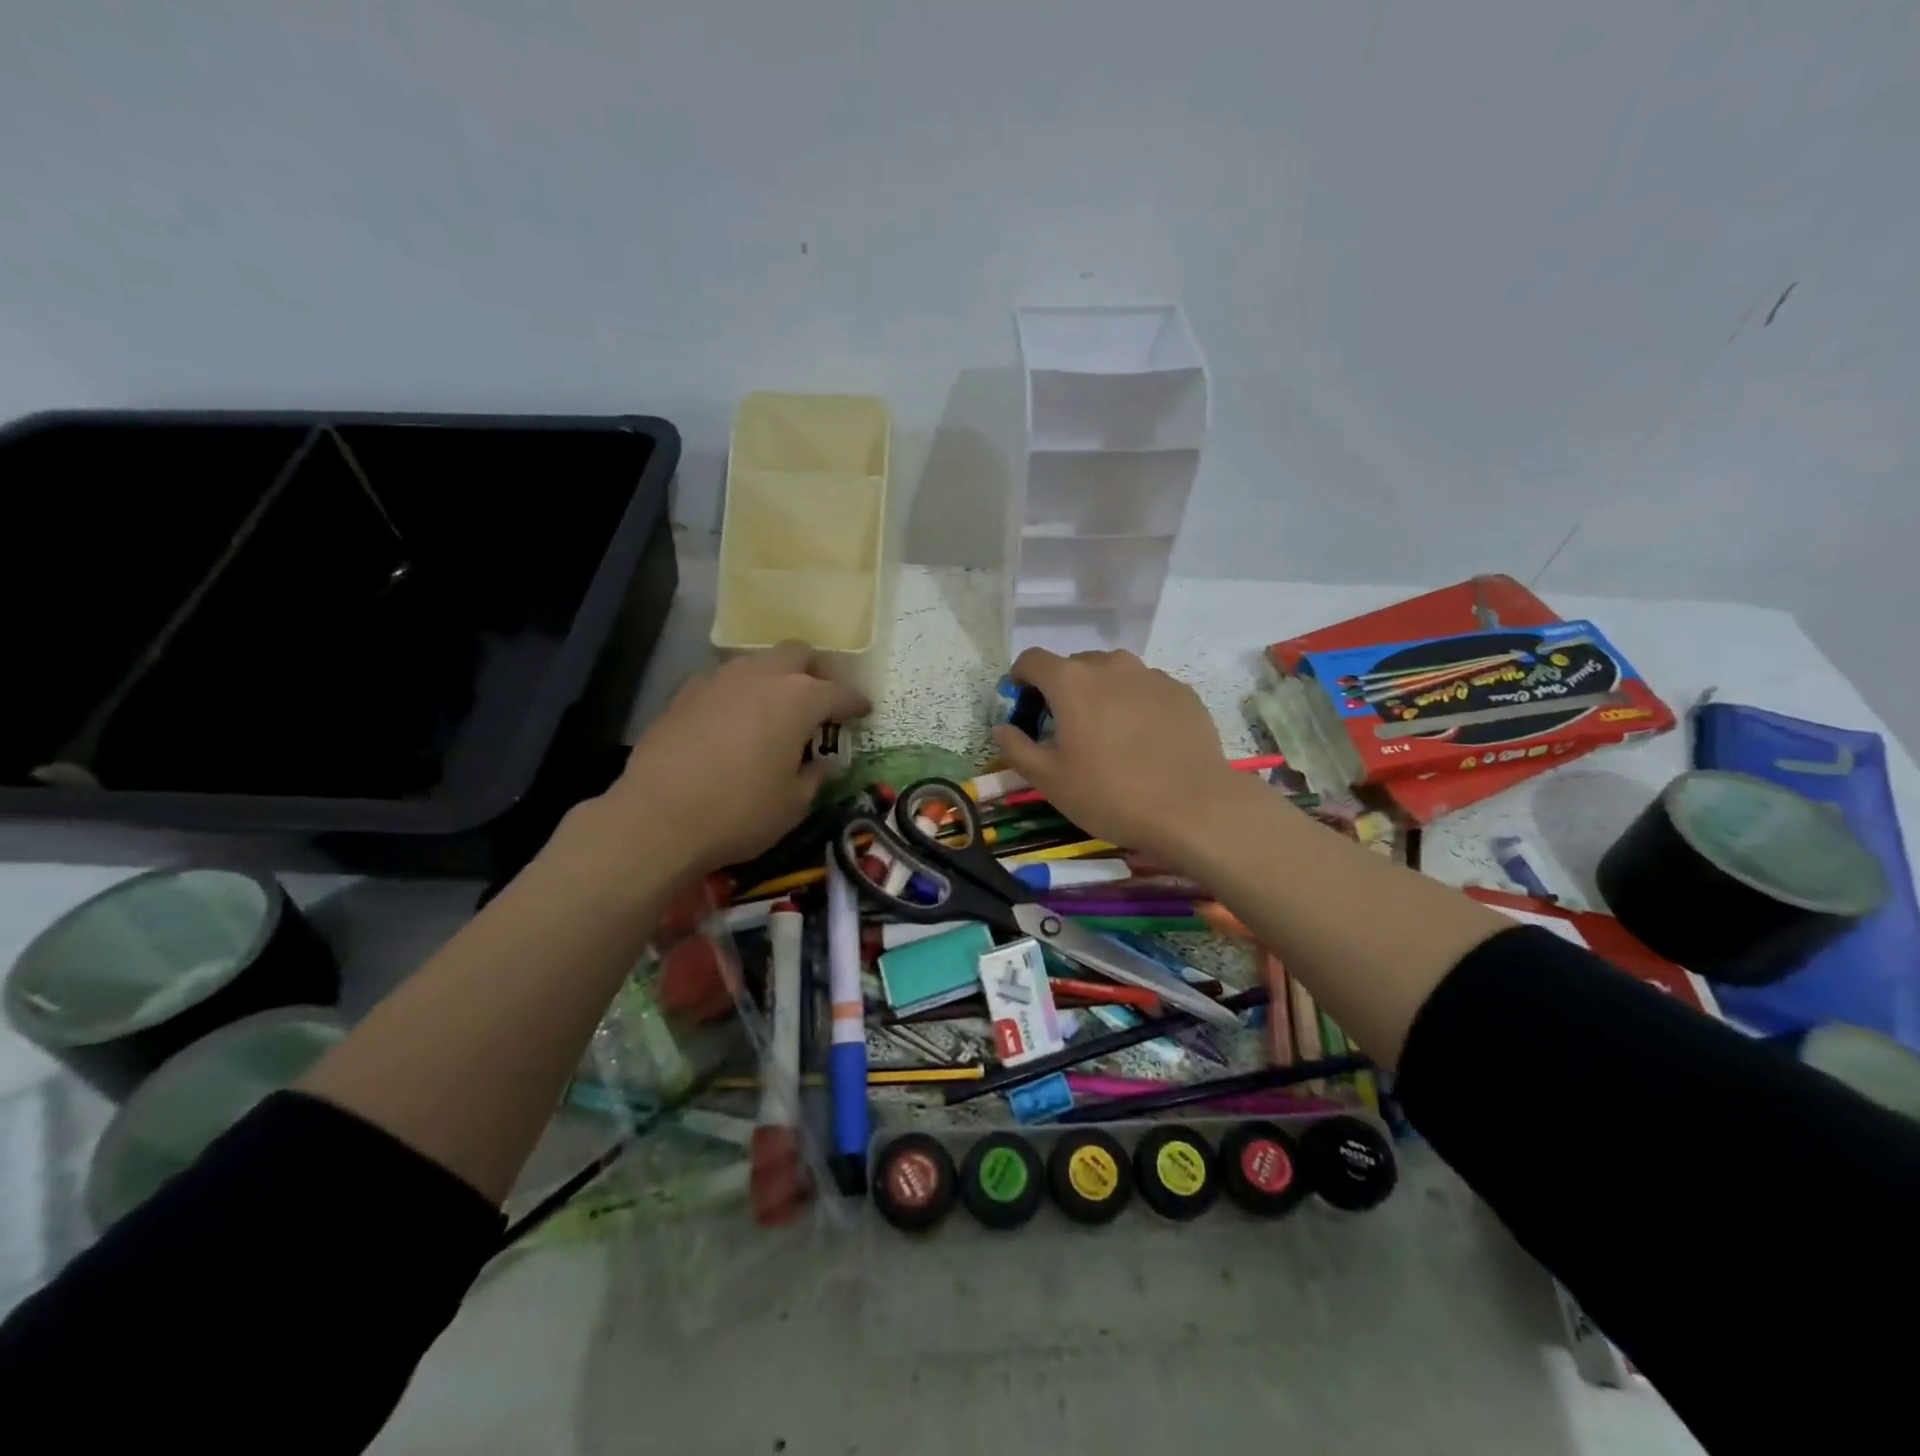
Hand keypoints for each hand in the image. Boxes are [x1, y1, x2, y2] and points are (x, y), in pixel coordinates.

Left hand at [597, 642, 868, 879]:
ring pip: (757, 662)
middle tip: (820, 700)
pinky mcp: (684, 693)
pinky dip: (738, 693)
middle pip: (798, 653)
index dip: (855, 702)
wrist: (657, 820)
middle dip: (815, 672)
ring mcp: (718, 680)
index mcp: (798, 699)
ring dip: (774, 678)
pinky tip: (733, 722)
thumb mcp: (793, 804)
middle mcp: (761, 676)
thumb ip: (815, 776)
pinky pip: (723, 681)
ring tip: (775, 710)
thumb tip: (823, 763)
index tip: (863, 712)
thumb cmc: (740, 813)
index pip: (839, 691)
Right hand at [990, 648, 1246, 863]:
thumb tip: (1002, 728)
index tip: (1023, 708)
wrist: (1194, 808)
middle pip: (1074, 665)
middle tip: (1067, 729)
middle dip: (1063, 689)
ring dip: (1101, 694)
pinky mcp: (1182, 692)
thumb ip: (1017, 748)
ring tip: (1109, 734)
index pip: (1031, 660)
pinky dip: (1135, 704)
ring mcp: (1151, 676)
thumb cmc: (1111, 795)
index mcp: (1071, 682)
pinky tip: (1145, 741)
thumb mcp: (1050, 781)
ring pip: (1113, 674)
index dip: (1020, 680)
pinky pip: (1146, 688)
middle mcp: (1110, 665)